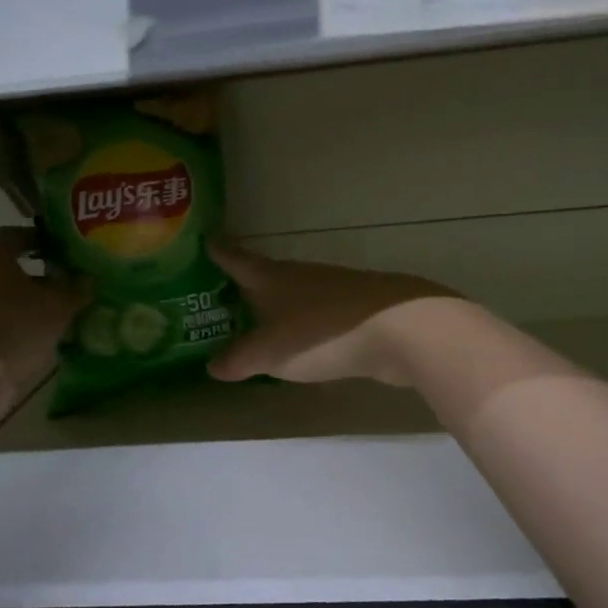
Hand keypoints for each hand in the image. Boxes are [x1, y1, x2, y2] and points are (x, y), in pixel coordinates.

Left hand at [0, 227, 79, 399]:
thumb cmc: (16, 324)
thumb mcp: (58, 305)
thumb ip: (75, 288)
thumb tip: (87, 279)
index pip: (16, 234)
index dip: (40, 239)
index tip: (60, 250)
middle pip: (3, 262)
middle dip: (30, 269)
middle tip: (57, 278)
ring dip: (18, 295)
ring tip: (46, 309)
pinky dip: (5, 316)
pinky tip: (26, 330)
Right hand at [206, 240, 455, 386]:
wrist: (402, 329)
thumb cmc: (324, 331)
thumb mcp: (271, 352)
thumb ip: (240, 360)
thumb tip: (212, 366)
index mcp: (274, 277)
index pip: (238, 260)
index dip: (220, 252)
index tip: (205, 240)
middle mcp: (302, 277)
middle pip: (267, 278)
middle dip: (245, 287)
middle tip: (220, 298)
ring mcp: (333, 293)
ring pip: (294, 299)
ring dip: (276, 311)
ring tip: (256, 328)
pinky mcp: (357, 315)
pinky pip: (318, 321)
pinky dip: (303, 333)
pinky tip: (300, 352)